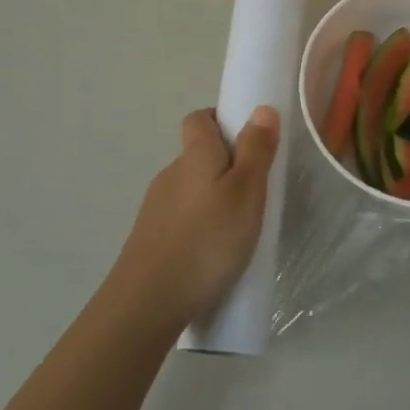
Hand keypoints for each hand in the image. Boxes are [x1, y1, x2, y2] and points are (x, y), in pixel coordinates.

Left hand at [114, 105, 280, 330]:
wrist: (147, 302)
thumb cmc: (207, 240)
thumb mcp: (246, 192)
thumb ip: (256, 150)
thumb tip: (261, 108)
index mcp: (194, 156)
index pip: (199, 119)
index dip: (222, 121)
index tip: (249, 141)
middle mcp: (171, 174)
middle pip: (197, 156)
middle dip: (225, 165)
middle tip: (255, 191)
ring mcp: (156, 208)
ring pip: (190, 190)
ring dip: (212, 198)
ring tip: (238, 228)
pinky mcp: (149, 239)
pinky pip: (181, 220)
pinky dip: (199, 226)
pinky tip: (213, 254)